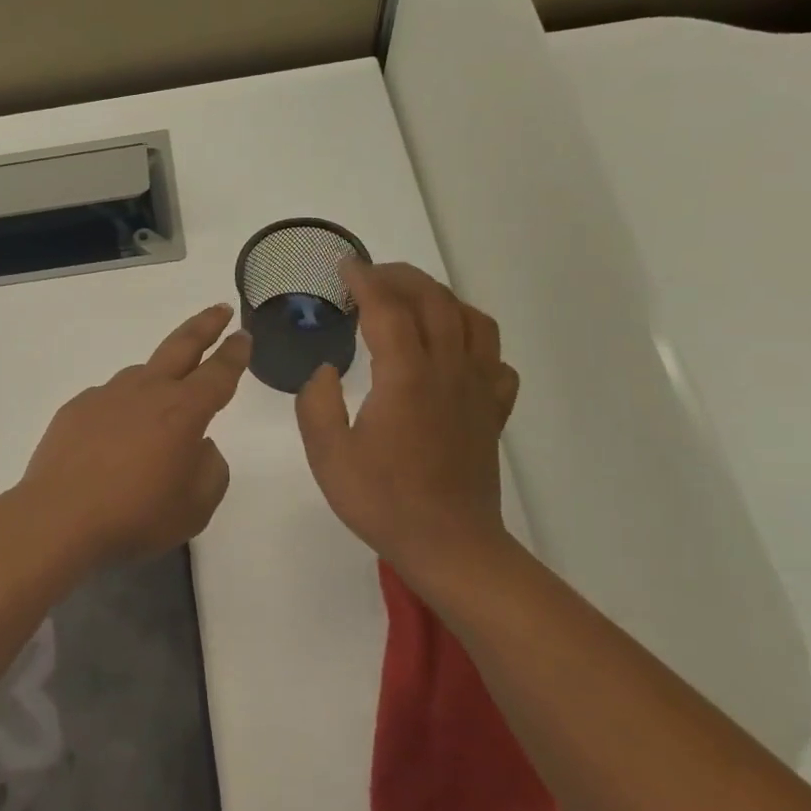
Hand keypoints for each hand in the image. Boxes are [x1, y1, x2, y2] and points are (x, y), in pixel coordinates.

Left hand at [18, 304, 251, 564]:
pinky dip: (120, 411)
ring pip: (141, 375)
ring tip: (161, 405)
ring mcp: (106, 395)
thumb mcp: (196, 507)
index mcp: (183, 411)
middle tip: (220, 310)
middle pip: (181, 346)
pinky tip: (114, 440)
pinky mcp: (76, 408)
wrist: (59, 519)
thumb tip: (200, 446)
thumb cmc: (136, 516)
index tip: (243, 335)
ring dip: (158, 378)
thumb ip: (211, 469)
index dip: (235, 353)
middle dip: (205, 326)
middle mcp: (146, 391)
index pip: (218, 373)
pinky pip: (109, 401)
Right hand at [296, 262, 519, 575]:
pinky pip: (495, 359)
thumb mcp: (328, 455)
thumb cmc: (383, 501)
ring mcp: (478, 389)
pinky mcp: (493, 411)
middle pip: (434, 301)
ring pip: (472, 321)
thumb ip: (316, 404)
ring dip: (442, 298)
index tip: (346, 266)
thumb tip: (326, 371)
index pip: (388, 309)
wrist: (449, 544)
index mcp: (406, 377)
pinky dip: (475, 341)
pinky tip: (454, 352)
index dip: (365, 280)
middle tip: (372, 275)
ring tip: (414, 301)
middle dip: (402, 277)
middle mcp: (448, 371)